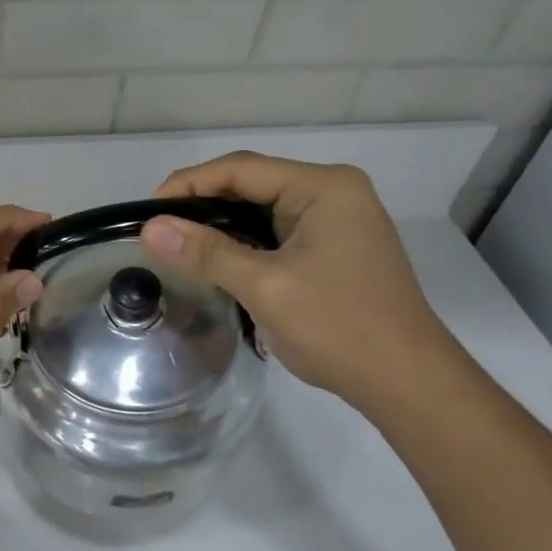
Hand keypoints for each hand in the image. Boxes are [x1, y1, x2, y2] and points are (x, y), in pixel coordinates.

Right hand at [141, 153, 454, 409]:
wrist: (405, 381)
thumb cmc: (338, 327)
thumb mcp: (265, 286)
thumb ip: (207, 253)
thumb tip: (150, 229)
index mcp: (324, 187)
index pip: (241, 169)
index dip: (188, 185)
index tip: (146, 213)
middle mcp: (333, 193)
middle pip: (252, 185)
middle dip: (202, 206)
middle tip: (158, 233)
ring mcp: (337, 222)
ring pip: (262, 212)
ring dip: (222, 228)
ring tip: (178, 249)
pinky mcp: (334, 249)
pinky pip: (276, 234)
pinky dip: (244, 245)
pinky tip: (217, 264)